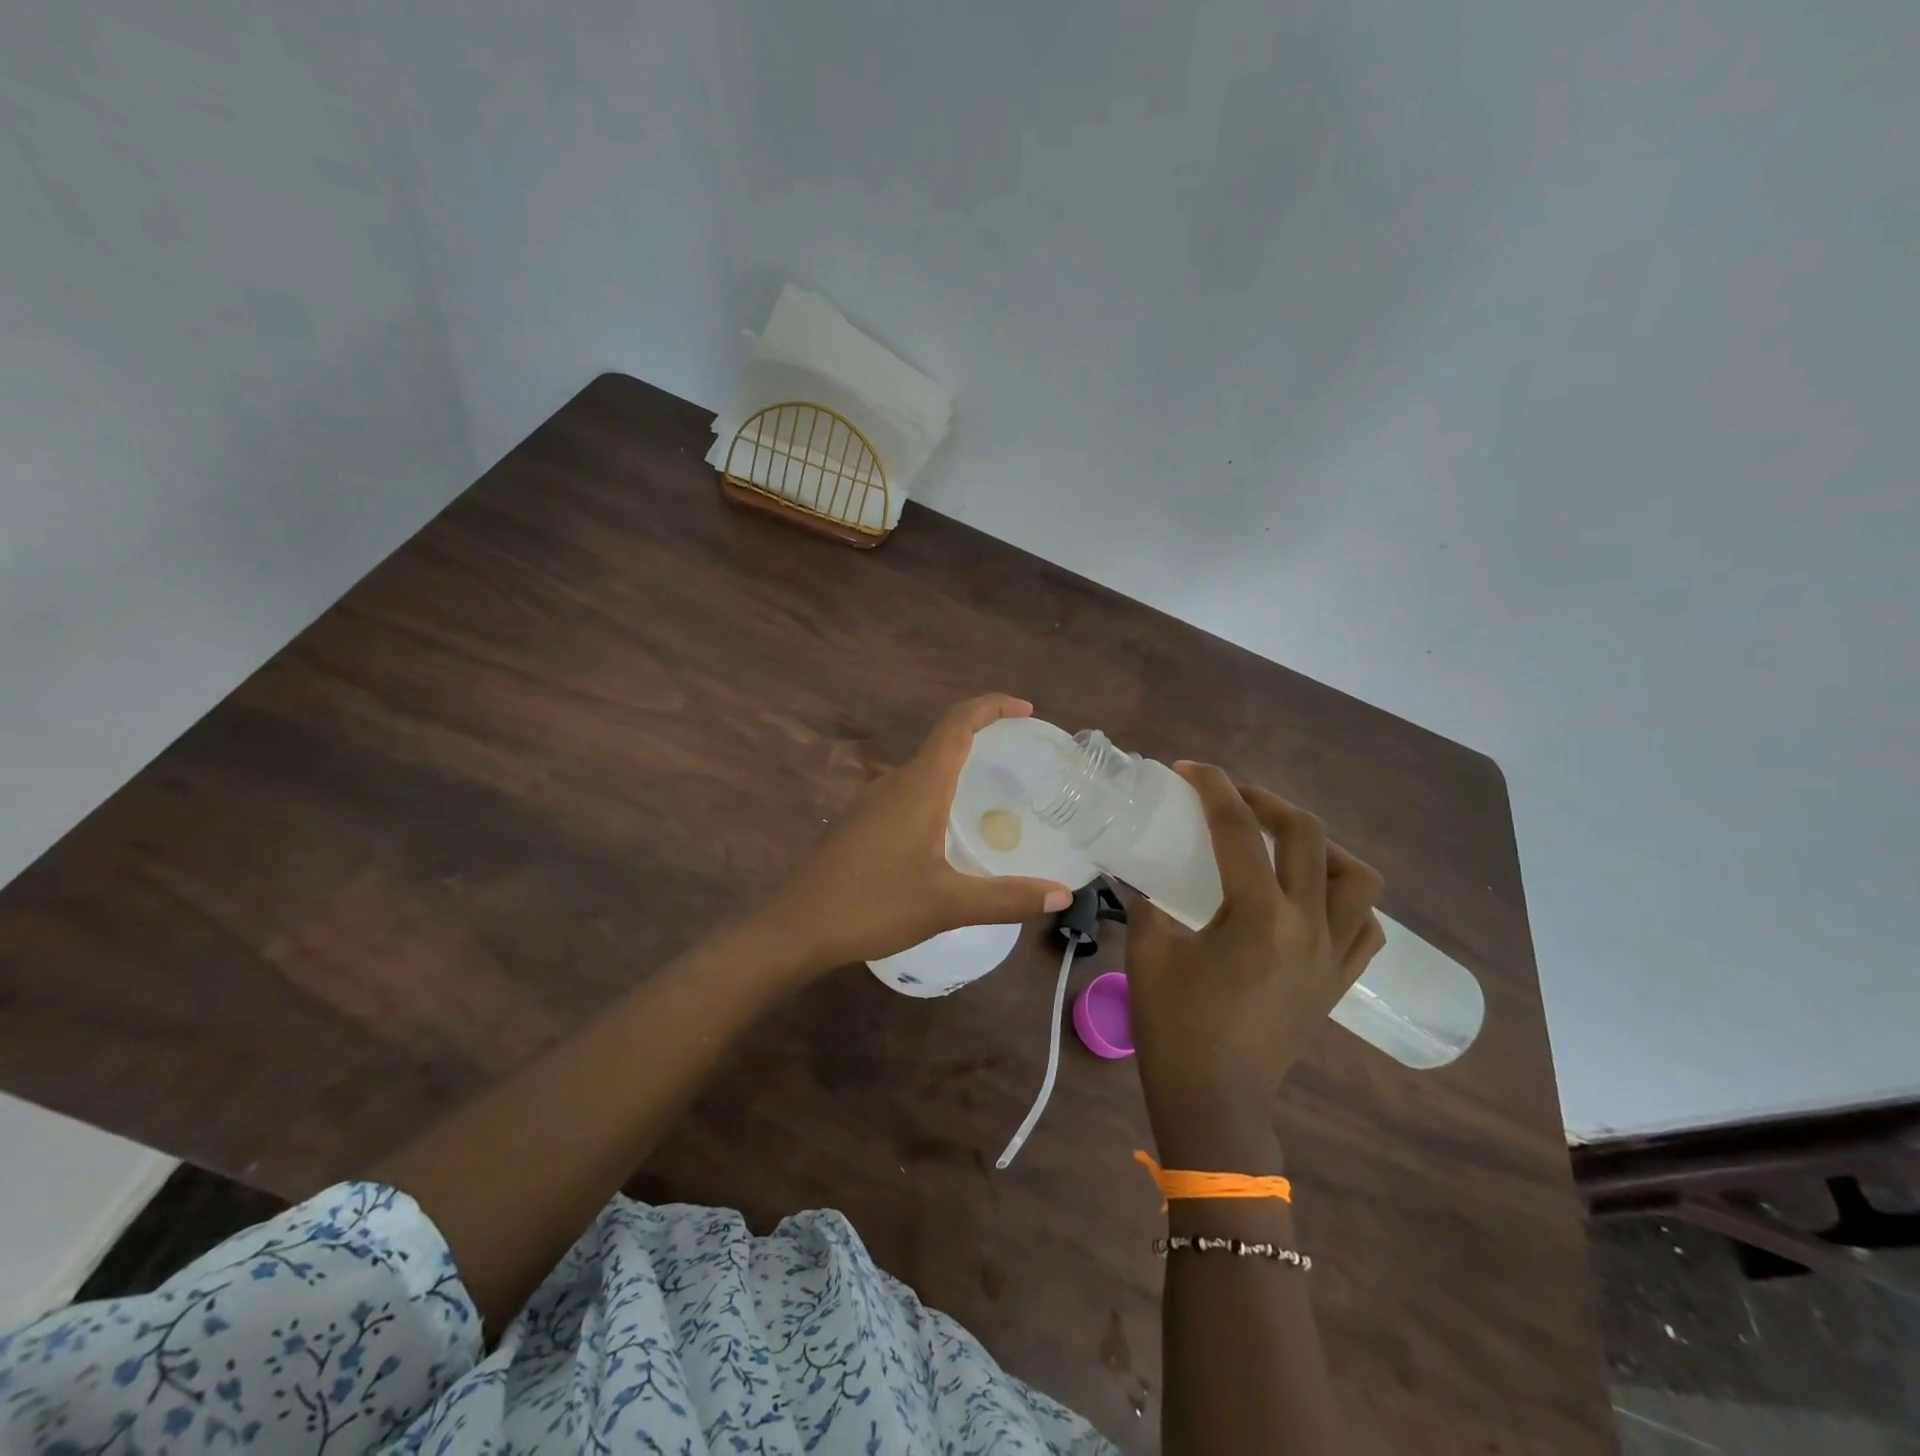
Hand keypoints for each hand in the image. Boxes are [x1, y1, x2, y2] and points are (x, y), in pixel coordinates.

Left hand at [758, 694, 1074, 975]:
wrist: (794, 928)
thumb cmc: (872, 905)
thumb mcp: (947, 904)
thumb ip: (1007, 898)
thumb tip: (1062, 894)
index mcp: (919, 785)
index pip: (958, 724)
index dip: (992, 706)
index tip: (1025, 710)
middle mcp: (894, 782)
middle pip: (943, 742)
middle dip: (983, 740)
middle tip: (1021, 763)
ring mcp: (870, 802)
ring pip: (923, 772)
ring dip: (958, 772)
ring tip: (993, 800)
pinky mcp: (858, 824)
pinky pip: (906, 795)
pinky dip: (936, 797)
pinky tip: (946, 836)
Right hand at [1127, 764, 1384, 1161]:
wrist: (1214, 1102)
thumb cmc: (1174, 1029)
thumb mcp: (1147, 952)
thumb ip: (1147, 902)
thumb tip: (1142, 874)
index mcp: (1258, 916)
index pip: (1238, 830)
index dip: (1212, 788)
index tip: (1189, 769)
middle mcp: (1307, 926)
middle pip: (1308, 836)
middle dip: (1268, 802)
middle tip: (1233, 799)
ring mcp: (1331, 956)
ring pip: (1357, 878)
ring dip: (1321, 847)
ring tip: (1282, 846)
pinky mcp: (1338, 982)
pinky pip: (1365, 927)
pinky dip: (1345, 900)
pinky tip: (1312, 900)